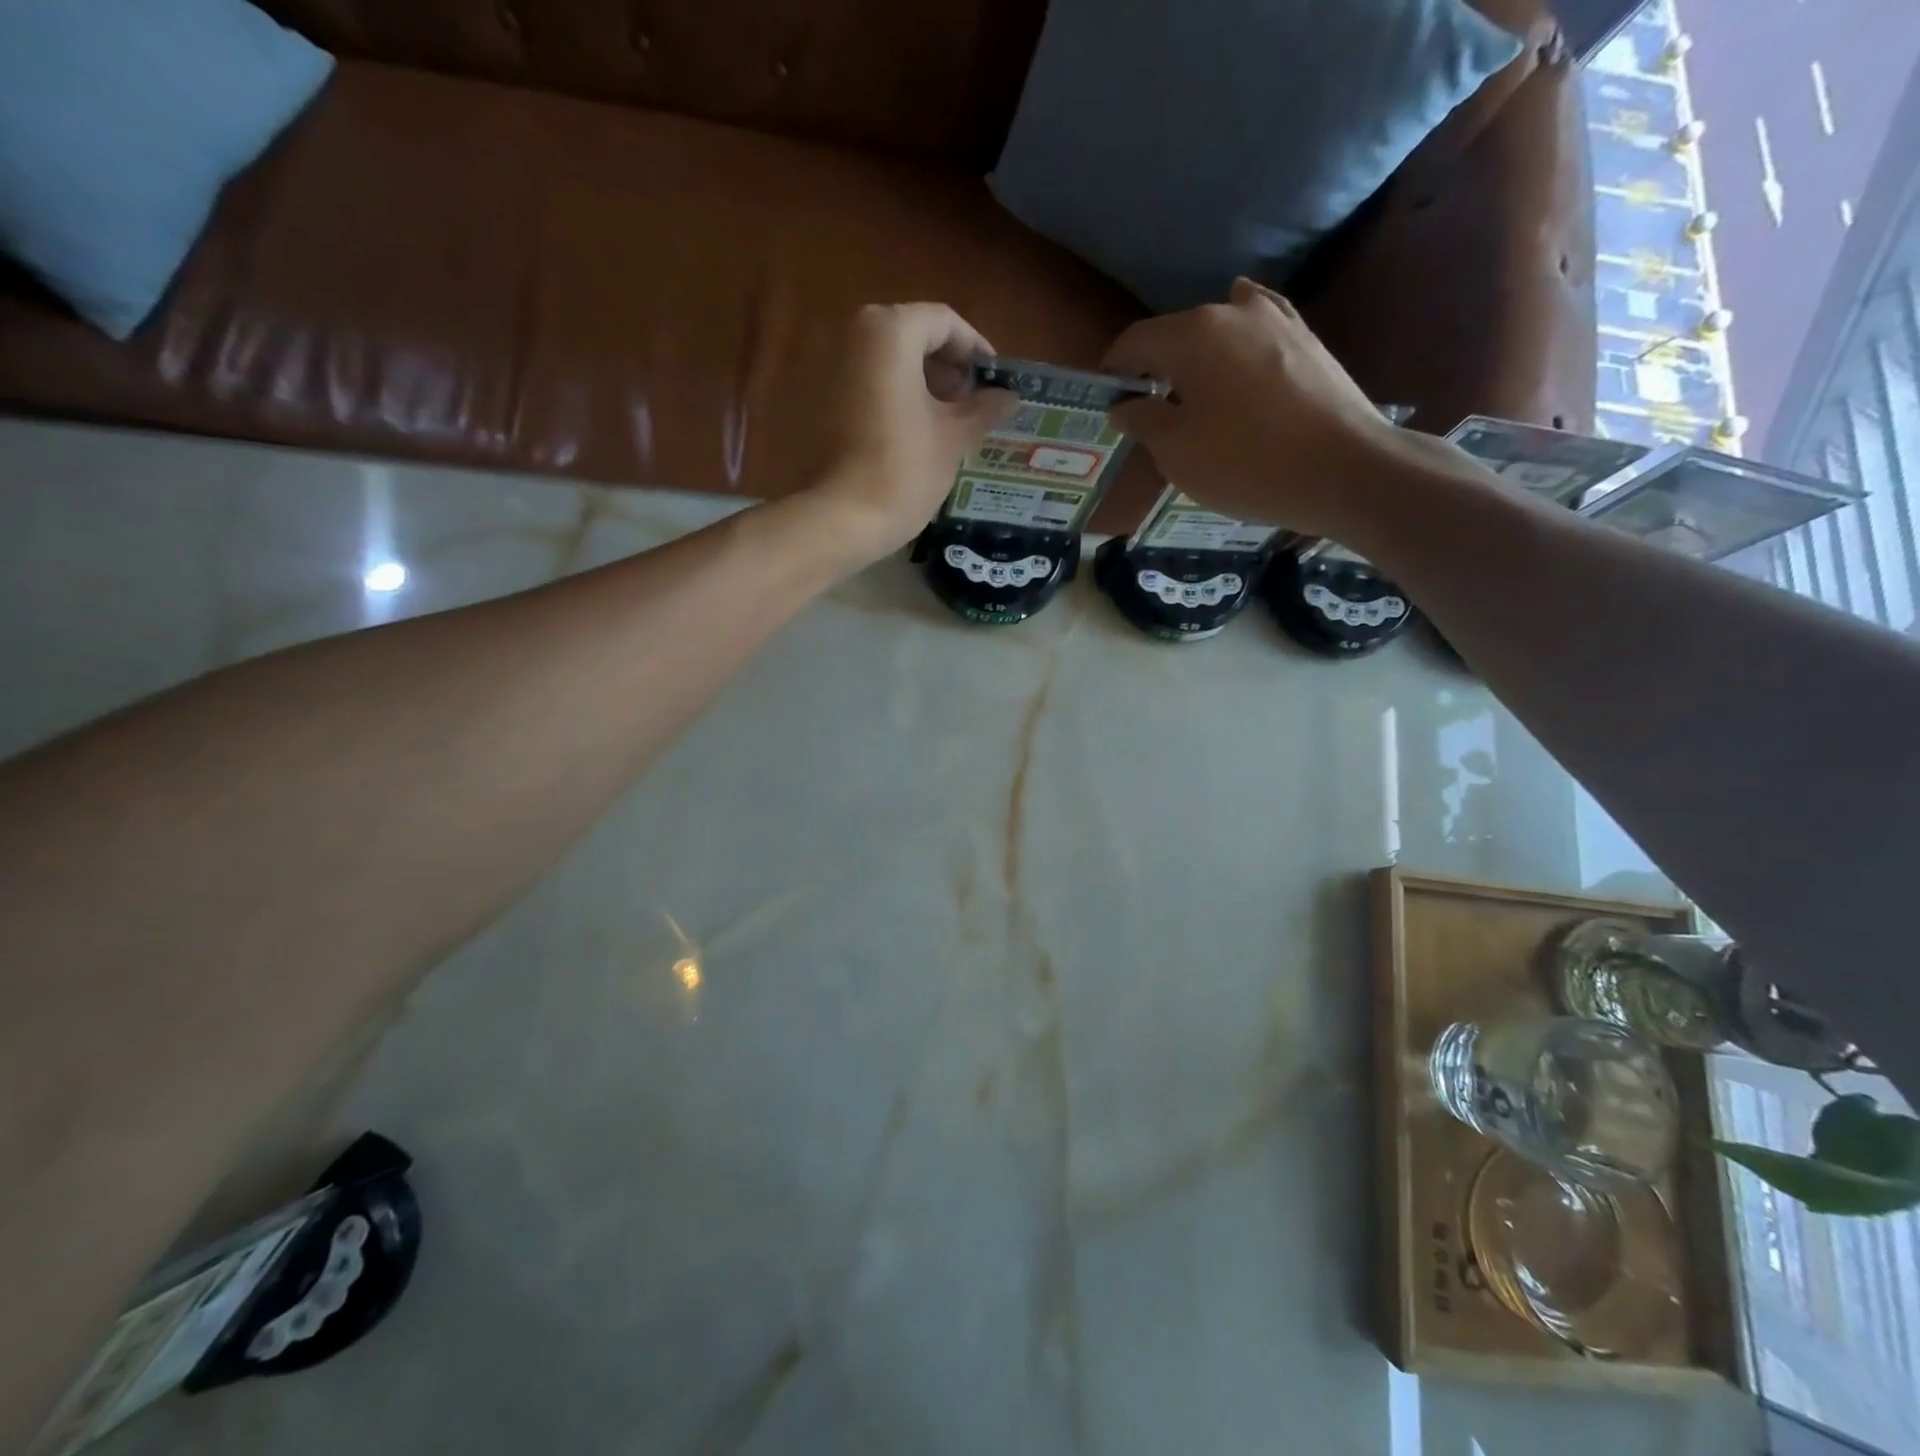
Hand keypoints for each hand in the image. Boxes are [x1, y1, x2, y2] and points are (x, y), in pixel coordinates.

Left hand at [804, 303, 1017, 563]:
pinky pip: (865, 387)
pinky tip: (913, 435)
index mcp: (890, 330)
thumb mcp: (954, 437)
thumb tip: (1008, 397)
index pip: (944, 322)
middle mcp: (852, 335)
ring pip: (887, 363)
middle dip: (947, 368)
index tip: (995, 382)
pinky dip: (893, 400)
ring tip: (948, 423)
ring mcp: (828, 368)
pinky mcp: (816, 401)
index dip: (975, 350)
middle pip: (912, 338)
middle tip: (974, 404)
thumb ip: (983, 408)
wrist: (841, 518)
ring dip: (921, 386)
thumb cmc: (904, 469)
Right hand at [1102, 278, 1404, 537]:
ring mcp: (1275, 319)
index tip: (1105, 400)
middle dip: (1155, 367)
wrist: (1343, 469)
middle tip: (1147, 409)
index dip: (1113, 370)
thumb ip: (1143, 421)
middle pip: (1176, 334)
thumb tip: (1126, 405)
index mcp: (1191, 335)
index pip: (1134, 342)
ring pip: (1218, 330)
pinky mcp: (1306, 339)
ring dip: (1197, 358)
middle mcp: (1231, 311)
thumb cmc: (1245, 463)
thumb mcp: (1176, 453)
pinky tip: (1238, 356)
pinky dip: (1238, 347)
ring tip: (1192, 392)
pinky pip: (1257, 333)